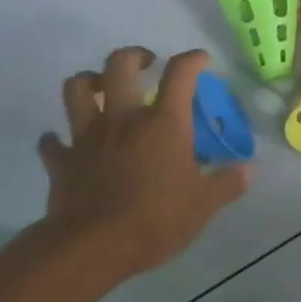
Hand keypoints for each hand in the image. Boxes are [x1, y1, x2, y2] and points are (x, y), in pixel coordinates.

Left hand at [37, 48, 247, 281]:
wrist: (94, 246)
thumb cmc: (157, 219)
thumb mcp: (204, 205)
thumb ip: (227, 183)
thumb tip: (248, 169)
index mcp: (163, 123)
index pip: (180, 74)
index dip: (192, 60)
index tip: (201, 60)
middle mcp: (123, 119)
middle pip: (119, 65)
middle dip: (134, 55)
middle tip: (145, 63)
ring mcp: (87, 137)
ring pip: (77, 89)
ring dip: (89, 81)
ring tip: (102, 88)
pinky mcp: (62, 161)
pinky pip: (52, 142)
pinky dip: (57, 140)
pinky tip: (65, 144)